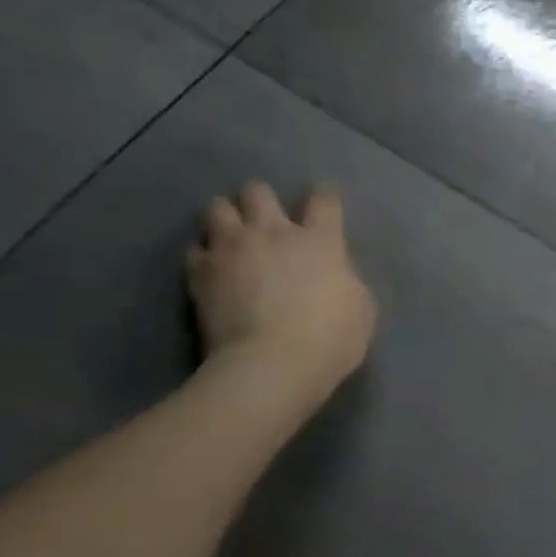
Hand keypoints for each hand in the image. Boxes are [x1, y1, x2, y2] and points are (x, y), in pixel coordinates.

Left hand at [187, 181, 377, 402]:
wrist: (272, 365)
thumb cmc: (331, 338)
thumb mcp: (361, 307)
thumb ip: (344, 280)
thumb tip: (332, 275)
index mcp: (320, 241)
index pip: (324, 200)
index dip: (324, 195)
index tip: (323, 197)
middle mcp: (273, 233)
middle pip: (258, 191)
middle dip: (260, 198)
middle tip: (264, 216)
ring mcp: (232, 250)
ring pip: (217, 208)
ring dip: (226, 217)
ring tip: (231, 234)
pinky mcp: (200, 274)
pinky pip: (195, 248)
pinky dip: (203, 252)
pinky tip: (211, 265)